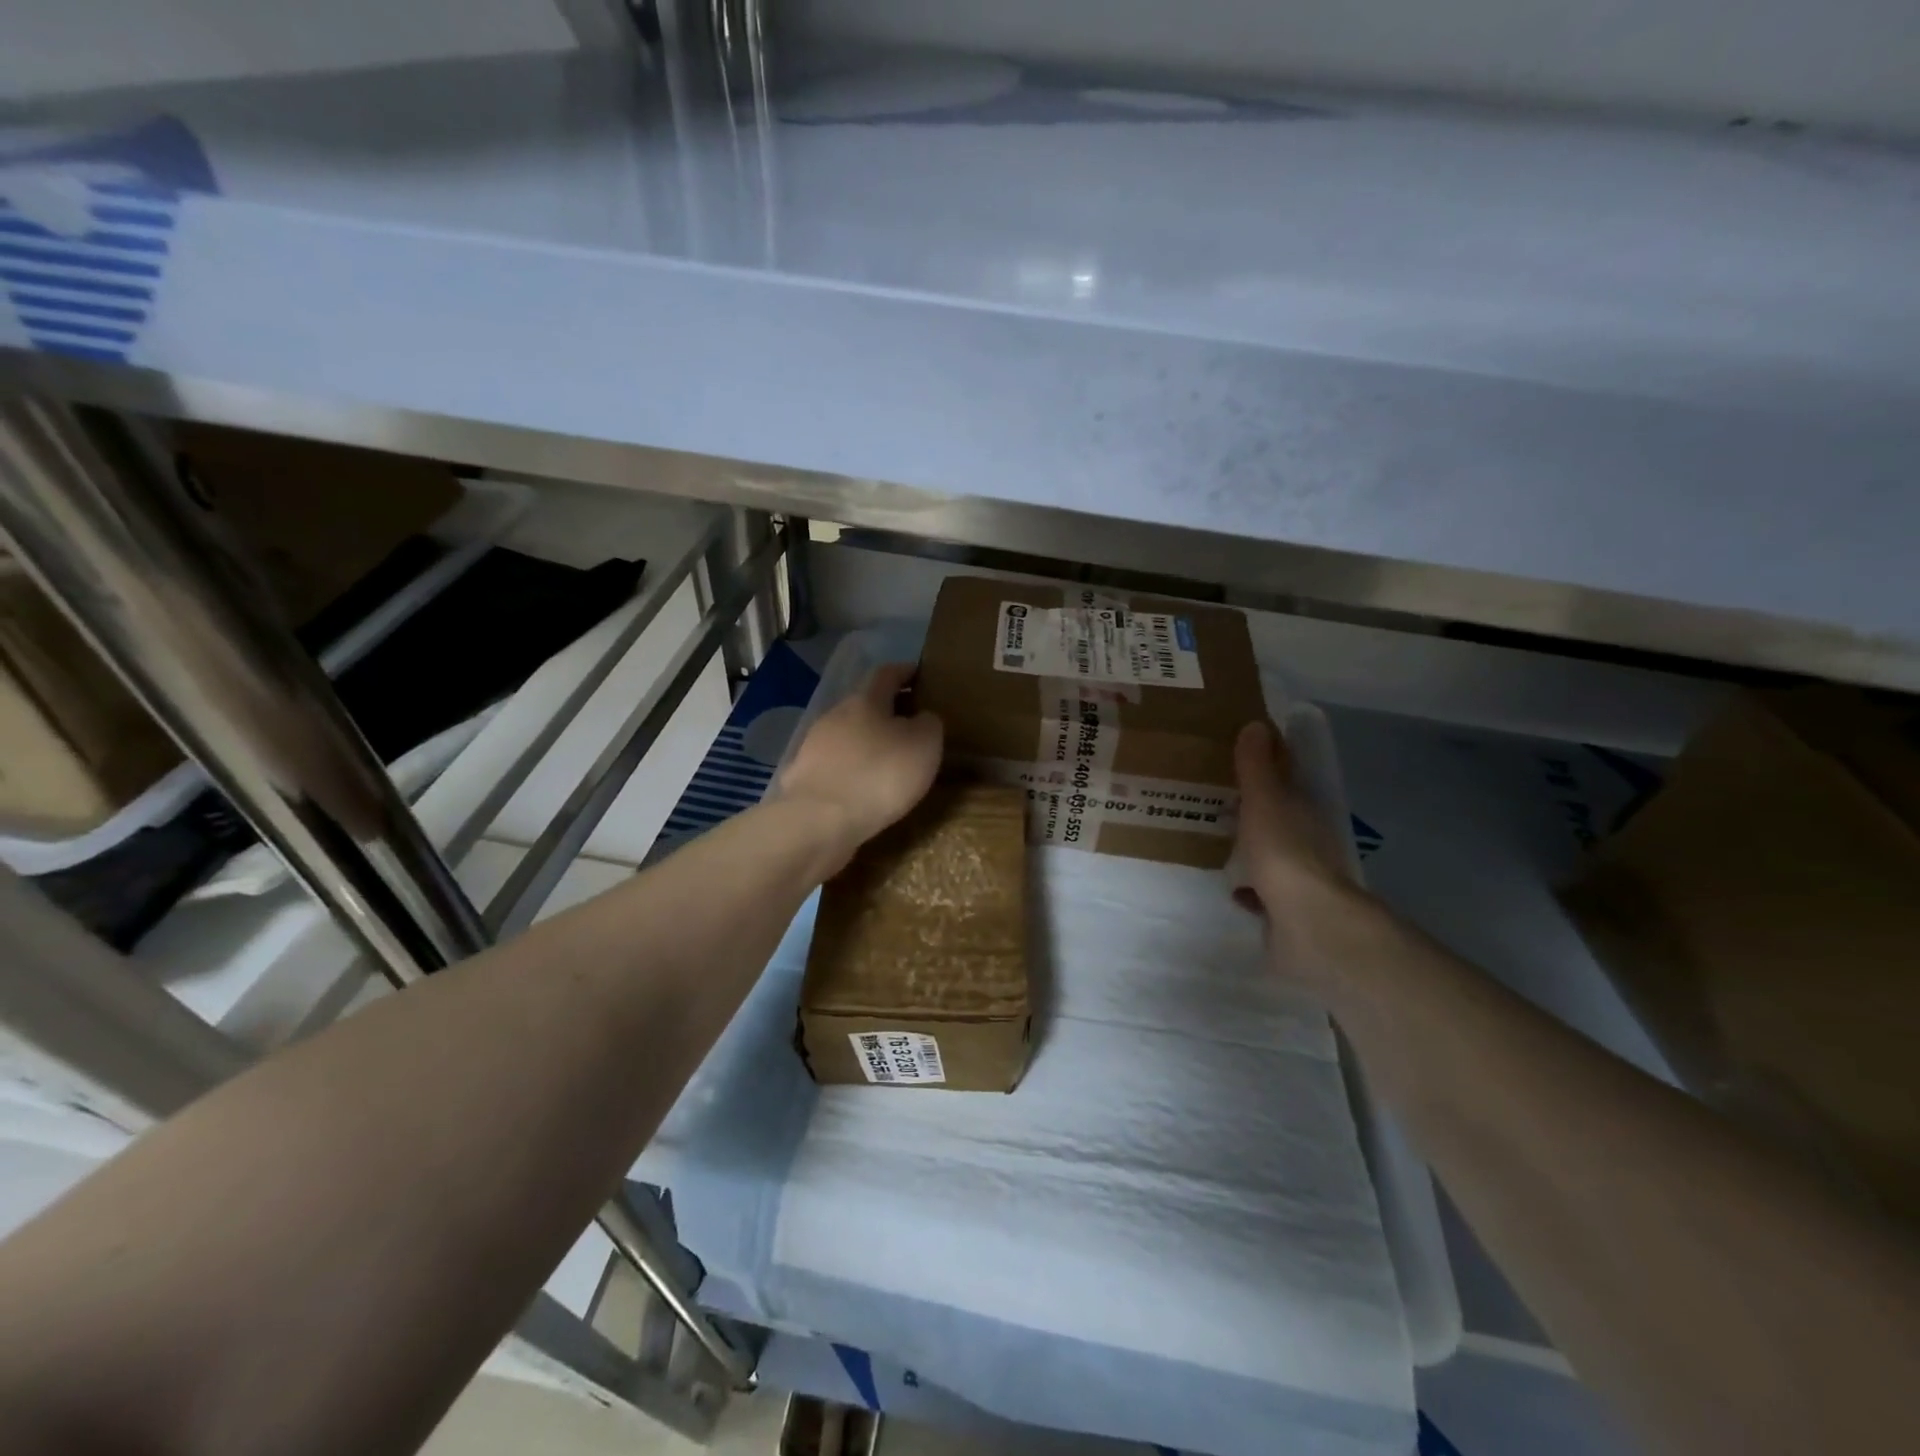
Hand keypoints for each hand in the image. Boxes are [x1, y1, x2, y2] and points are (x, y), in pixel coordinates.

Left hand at [778, 663, 942, 872]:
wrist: (820, 820)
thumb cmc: (880, 774)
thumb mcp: (925, 744)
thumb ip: (928, 723)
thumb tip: (922, 717)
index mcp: (866, 699)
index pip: (888, 673)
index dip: (906, 672)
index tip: (922, 675)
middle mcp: (835, 714)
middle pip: (866, 704)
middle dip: (888, 711)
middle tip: (913, 725)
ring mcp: (814, 745)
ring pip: (848, 734)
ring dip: (869, 741)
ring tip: (890, 760)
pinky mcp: (804, 775)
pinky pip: (836, 763)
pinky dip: (853, 768)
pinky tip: (864, 785)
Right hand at [1232, 720, 1383, 983]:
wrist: (1306, 922)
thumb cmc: (1283, 851)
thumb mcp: (1265, 800)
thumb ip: (1257, 767)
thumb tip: (1257, 724)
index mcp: (1304, 812)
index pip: (1288, 781)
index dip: (1269, 768)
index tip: (1241, 757)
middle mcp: (1306, 842)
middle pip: (1280, 819)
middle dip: (1256, 811)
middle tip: (1221, 799)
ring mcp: (1298, 879)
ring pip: (1273, 856)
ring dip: (1253, 849)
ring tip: (1221, 840)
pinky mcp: (1285, 912)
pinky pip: (1264, 894)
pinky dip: (1251, 889)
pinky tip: (1232, 887)